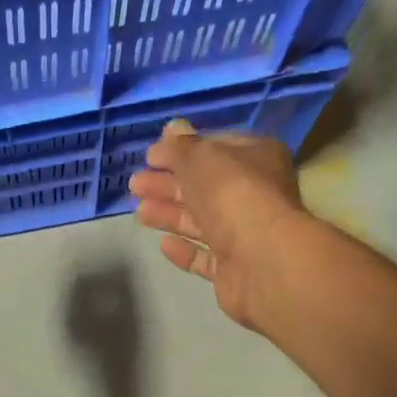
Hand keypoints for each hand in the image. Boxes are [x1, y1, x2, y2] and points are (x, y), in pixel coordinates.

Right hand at [128, 119, 313, 330]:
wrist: (262, 259)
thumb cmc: (233, 194)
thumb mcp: (201, 158)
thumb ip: (181, 146)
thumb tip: (171, 128)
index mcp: (257, 158)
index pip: (216, 148)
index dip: (182, 150)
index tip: (150, 155)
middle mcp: (254, 194)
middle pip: (205, 186)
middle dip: (168, 184)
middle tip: (135, 184)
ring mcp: (245, 234)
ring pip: (202, 221)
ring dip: (170, 214)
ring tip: (139, 212)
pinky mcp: (234, 268)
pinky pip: (205, 256)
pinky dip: (185, 249)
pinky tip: (163, 244)